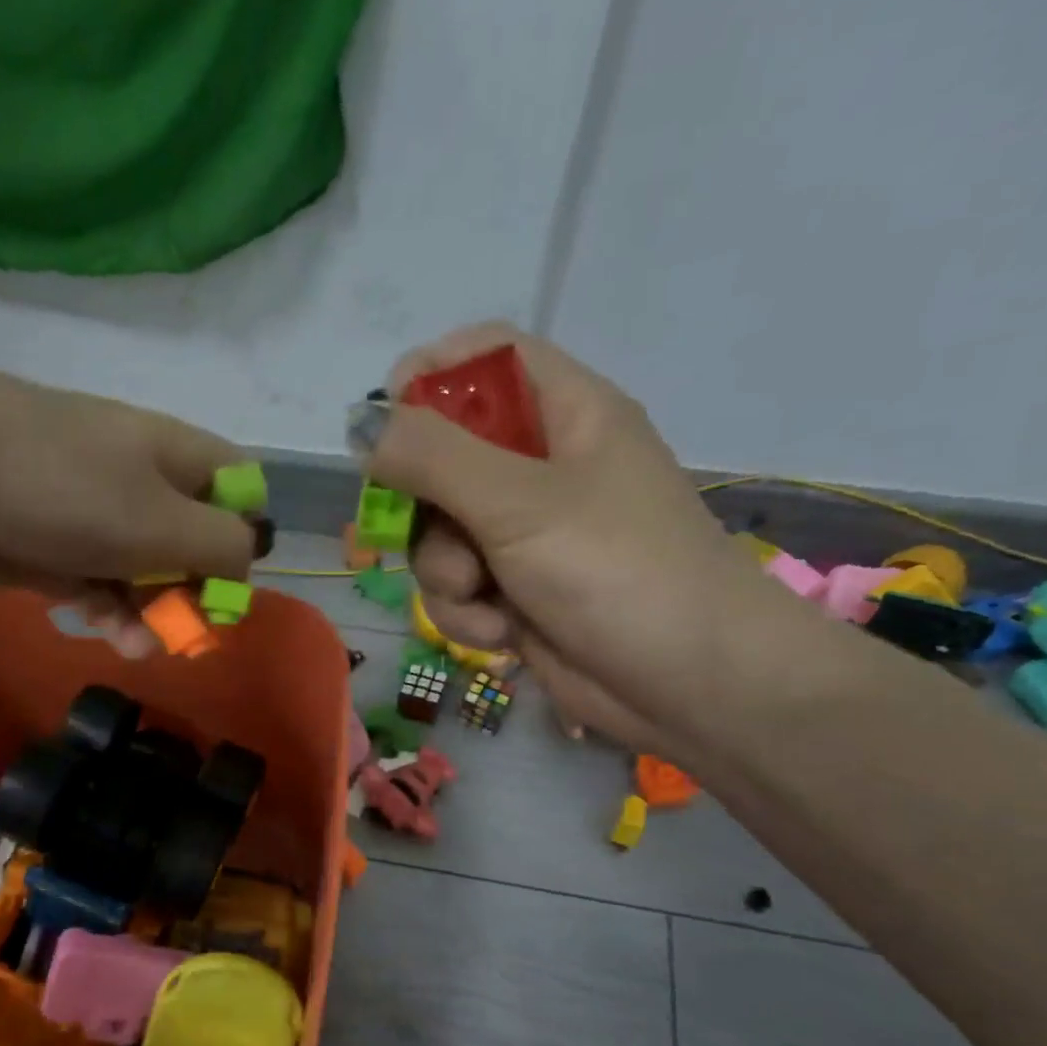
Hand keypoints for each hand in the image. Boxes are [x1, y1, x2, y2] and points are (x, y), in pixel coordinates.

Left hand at [0, 340, 255, 655]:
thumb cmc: (64, 488)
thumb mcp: (162, 520)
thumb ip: (222, 545)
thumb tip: (245, 565)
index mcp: (179, 460)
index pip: (239, 492)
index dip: (245, 538)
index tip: (228, 583)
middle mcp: (144, 485)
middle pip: (194, 543)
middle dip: (195, 591)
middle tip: (186, 630)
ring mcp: (97, 518)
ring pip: (147, 574)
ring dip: (154, 613)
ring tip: (142, 645)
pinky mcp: (57, 550)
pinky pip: (102, 587)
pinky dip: (112, 613)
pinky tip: (114, 636)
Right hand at [373, 323, 791, 753]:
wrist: (685, 684)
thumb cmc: (617, 571)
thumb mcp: (519, 503)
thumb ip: (433, 458)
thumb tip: (360, 423)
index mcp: (566, 414)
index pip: (487, 361)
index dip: (431, 379)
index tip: (385, 423)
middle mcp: (544, 468)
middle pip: (445, 458)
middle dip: (425, 507)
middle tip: (432, 531)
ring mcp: (528, 536)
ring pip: (441, 535)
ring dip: (444, 573)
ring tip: (480, 597)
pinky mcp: (517, 593)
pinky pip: (459, 588)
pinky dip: (467, 613)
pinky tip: (500, 633)